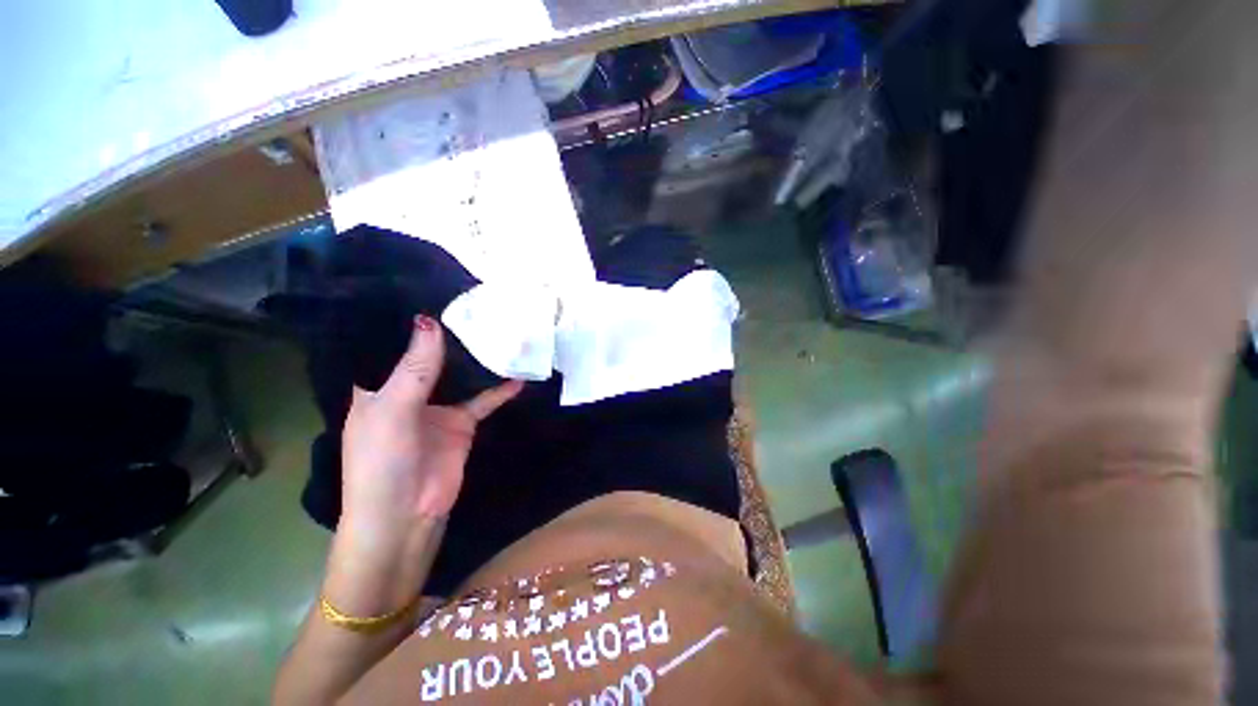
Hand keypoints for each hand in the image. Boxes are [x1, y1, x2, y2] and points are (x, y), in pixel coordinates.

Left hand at [341, 315, 522, 526]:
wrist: (407, 515)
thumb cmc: (382, 462)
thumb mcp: (393, 411)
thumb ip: (415, 368)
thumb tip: (431, 321)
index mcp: (376, 388)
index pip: (387, 346)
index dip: (401, 321)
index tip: (424, 291)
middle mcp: (406, 392)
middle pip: (429, 357)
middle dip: (446, 335)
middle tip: (470, 304)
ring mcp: (438, 407)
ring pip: (459, 375)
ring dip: (475, 359)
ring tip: (496, 329)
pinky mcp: (462, 422)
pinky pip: (484, 400)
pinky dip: (500, 389)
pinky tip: (519, 376)